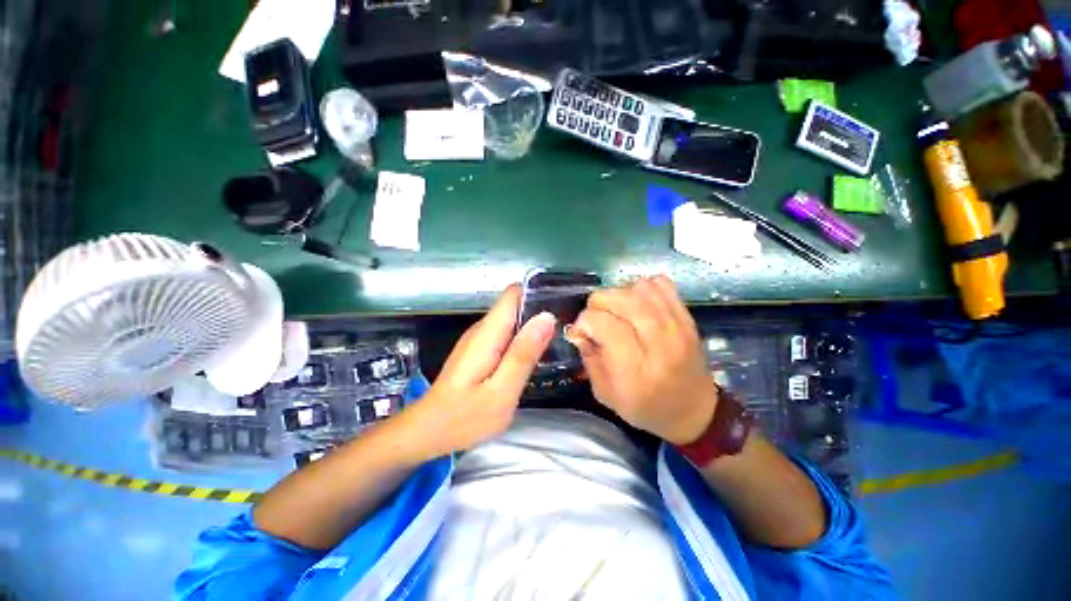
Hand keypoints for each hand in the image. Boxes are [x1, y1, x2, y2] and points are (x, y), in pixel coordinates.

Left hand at [410, 285, 555, 457]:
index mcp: (488, 332)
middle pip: (515, 305)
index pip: (514, 293)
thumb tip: (546, 317)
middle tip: (565, 330)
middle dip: (540, 313)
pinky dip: (522, 340)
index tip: (561, 304)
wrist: (428, 432)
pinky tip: (534, 356)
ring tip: (557, 342)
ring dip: (533, 328)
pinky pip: (506, 334)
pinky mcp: (479, 350)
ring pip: (512, 320)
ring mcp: (479, 339)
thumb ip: (524, 353)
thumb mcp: (501, 391)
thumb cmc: (464, 417)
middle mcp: (482, 328)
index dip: (537, 293)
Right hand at [567, 276, 717, 444]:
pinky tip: (637, 304)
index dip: (583, 322)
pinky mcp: (686, 317)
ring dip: (619, 295)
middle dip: (598, 304)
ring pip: (638, 288)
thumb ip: (588, 359)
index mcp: (635, 369)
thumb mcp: (606, 394)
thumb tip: (578, 330)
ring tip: (616, 312)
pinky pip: (661, 284)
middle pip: (619, 299)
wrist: (694, 410)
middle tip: (596, 319)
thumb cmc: (645, 408)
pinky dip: (642, 288)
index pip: (602, 323)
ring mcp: (676, 326)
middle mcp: (658, 343)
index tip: (581, 332)